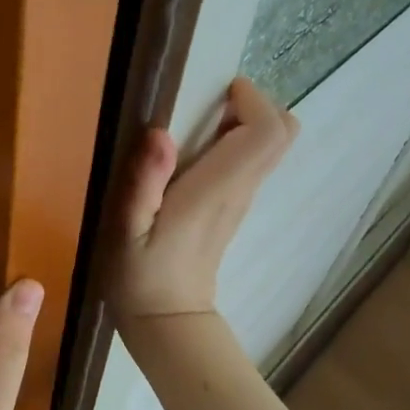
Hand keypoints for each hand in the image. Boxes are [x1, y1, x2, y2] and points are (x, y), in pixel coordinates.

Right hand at [111, 76, 298, 322]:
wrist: (166, 320)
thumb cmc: (140, 275)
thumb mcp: (127, 230)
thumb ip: (144, 183)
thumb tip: (160, 133)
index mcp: (217, 190)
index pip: (267, 132)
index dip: (253, 100)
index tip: (220, 89)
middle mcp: (240, 190)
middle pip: (282, 134)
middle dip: (255, 105)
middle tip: (211, 101)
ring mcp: (241, 200)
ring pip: (270, 146)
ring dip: (245, 121)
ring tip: (198, 120)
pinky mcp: (233, 206)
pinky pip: (252, 161)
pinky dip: (236, 141)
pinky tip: (195, 150)